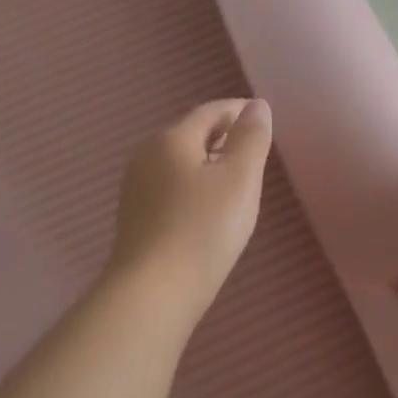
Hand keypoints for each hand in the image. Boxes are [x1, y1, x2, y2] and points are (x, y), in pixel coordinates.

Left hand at [106, 99, 273, 314]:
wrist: (153, 292)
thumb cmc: (203, 230)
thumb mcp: (239, 179)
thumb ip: (251, 138)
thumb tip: (256, 106)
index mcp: (171, 139)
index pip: (210, 112)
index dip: (238, 110)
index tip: (263, 118)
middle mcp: (146, 156)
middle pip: (191, 134)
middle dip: (223, 136)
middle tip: (254, 150)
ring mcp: (136, 188)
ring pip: (180, 162)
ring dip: (208, 163)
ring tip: (237, 180)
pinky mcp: (135, 218)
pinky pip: (171, 187)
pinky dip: (194, 186)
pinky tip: (208, 209)